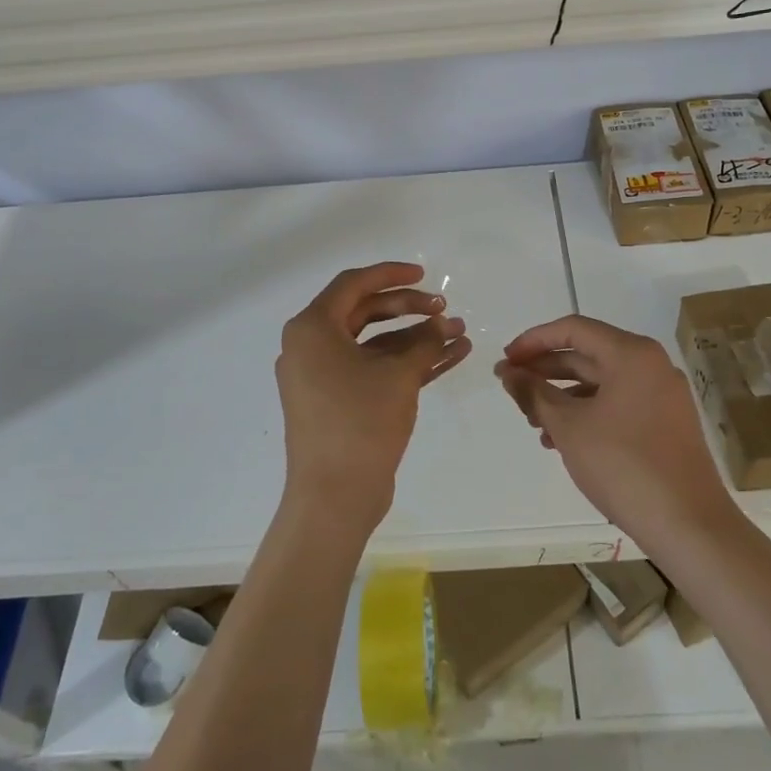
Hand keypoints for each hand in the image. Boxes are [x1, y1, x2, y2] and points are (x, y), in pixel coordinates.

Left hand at [275, 262, 470, 533]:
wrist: (334, 496)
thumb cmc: (360, 422)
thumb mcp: (399, 375)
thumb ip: (425, 341)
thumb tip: (445, 324)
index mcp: (312, 328)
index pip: (353, 284)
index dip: (392, 274)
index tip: (425, 275)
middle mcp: (311, 346)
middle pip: (365, 312)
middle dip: (409, 309)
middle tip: (445, 310)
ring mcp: (322, 376)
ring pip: (374, 344)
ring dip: (415, 339)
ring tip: (459, 336)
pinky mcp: (337, 402)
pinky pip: (373, 370)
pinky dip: (406, 364)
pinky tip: (449, 359)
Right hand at [494, 315, 734, 550]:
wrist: (689, 526)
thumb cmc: (623, 465)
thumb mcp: (568, 426)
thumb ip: (533, 393)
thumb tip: (508, 373)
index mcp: (632, 354)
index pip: (573, 329)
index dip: (533, 340)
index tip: (506, 361)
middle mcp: (651, 366)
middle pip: (588, 354)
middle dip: (545, 371)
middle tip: (512, 389)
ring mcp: (662, 396)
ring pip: (601, 383)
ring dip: (562, 396)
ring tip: (532, 422)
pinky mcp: (665, 424)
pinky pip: (617, 405)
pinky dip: (586, 414)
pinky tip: (560, 441)